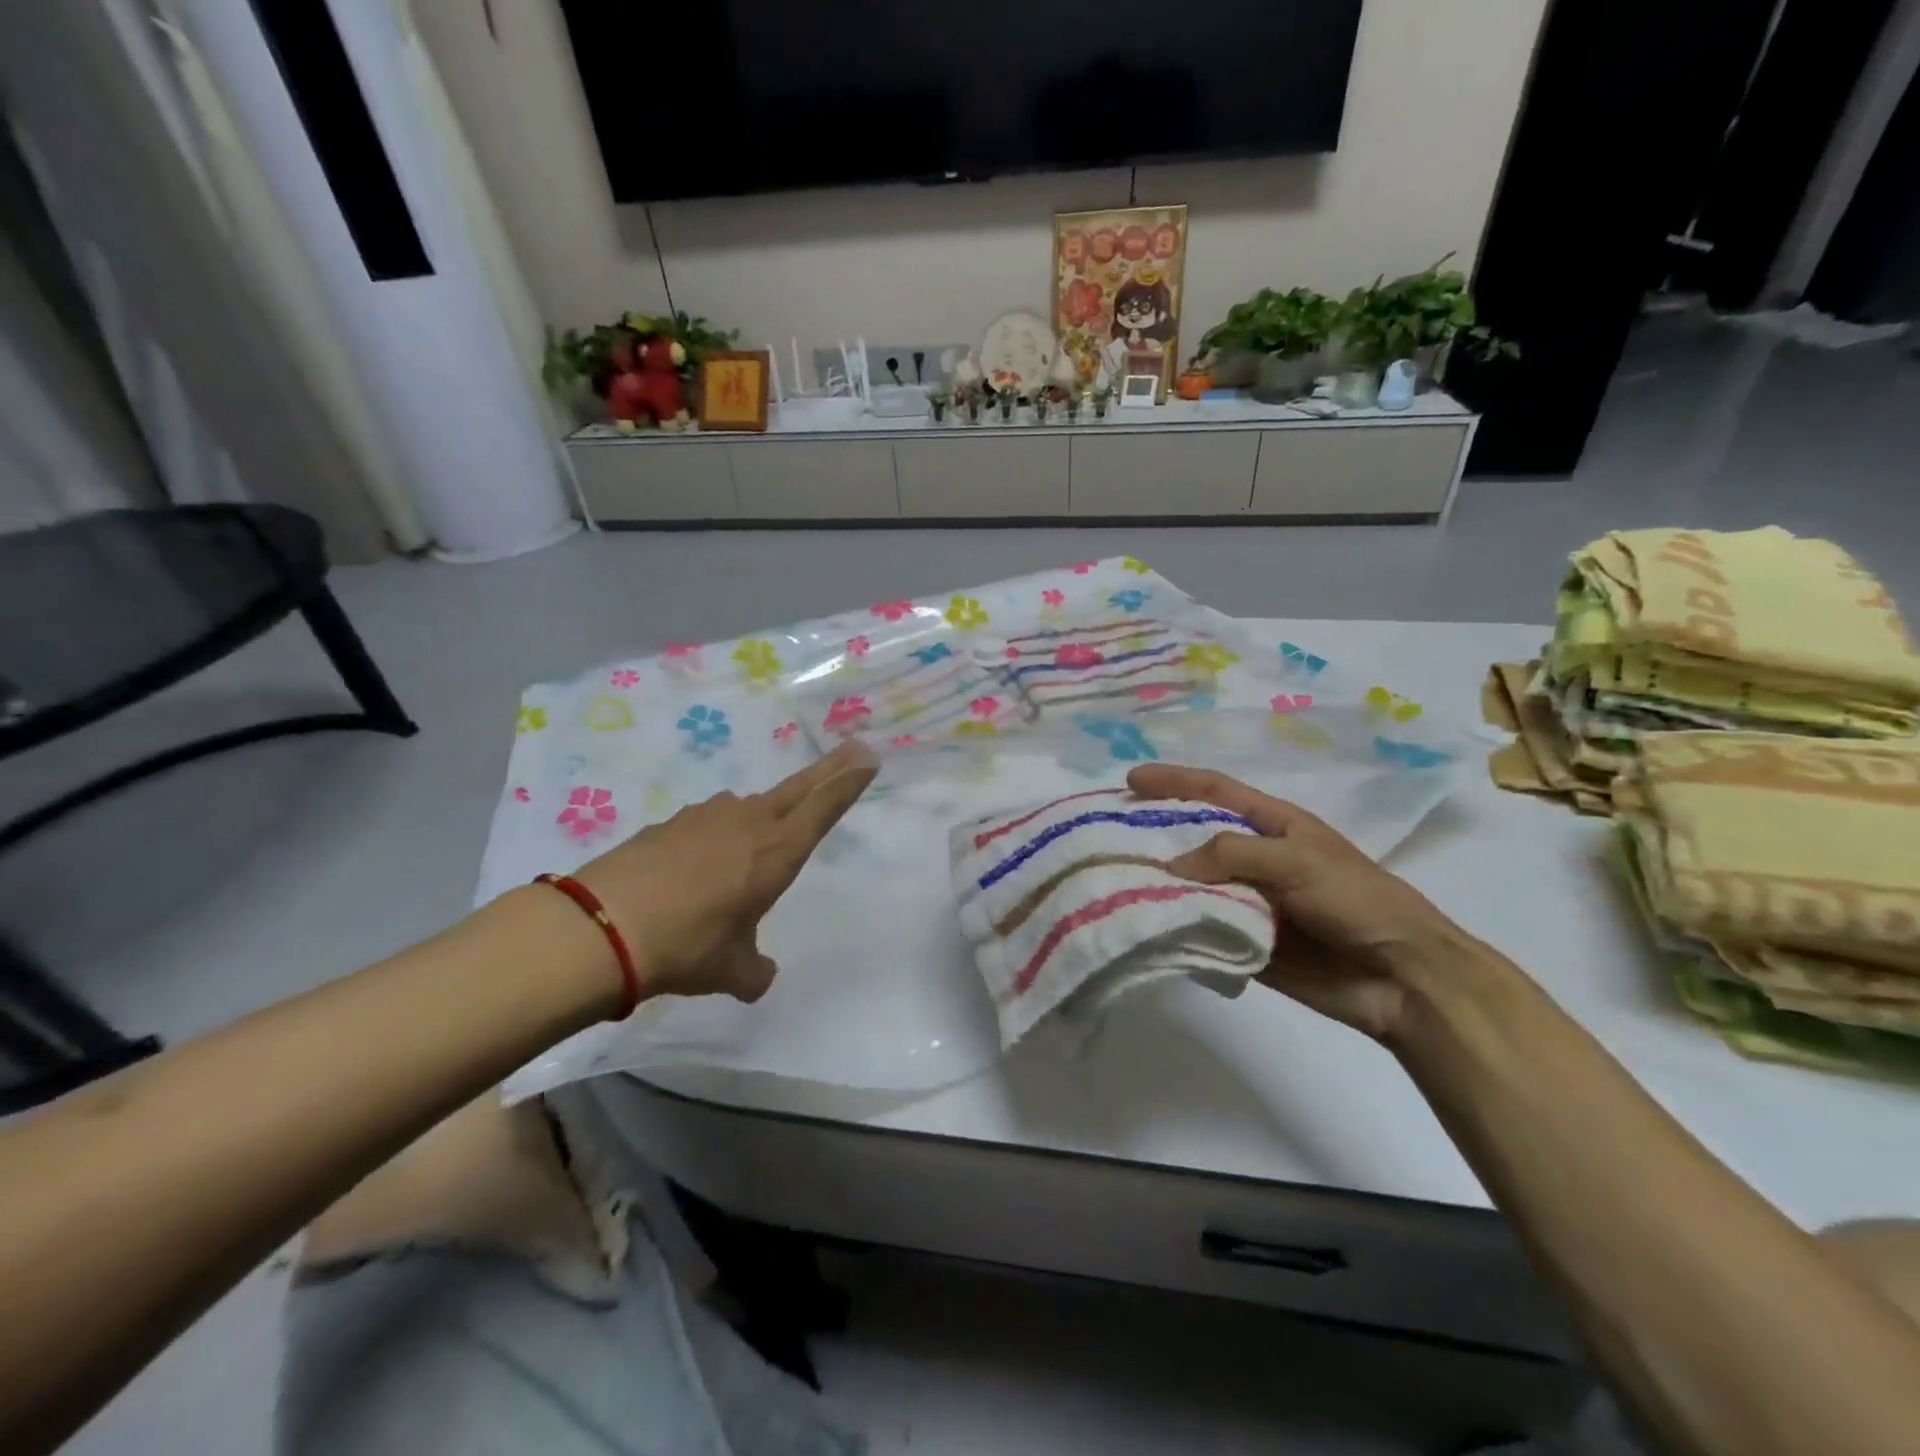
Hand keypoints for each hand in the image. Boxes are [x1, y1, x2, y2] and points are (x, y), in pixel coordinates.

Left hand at [572, 741, 876, 1004]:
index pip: (824, 808)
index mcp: (777, 852)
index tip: (869, 757)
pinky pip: (709, 822)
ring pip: (749, 806)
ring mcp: (706, 817)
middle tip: (854, 748)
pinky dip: (717, 834)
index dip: (849, 782)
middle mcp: (748, 823)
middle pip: (799, 788)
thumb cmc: (687, 946)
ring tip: (757, 841)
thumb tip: (760, 978)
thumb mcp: (731, 970)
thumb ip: (755, 972)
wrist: (601, 927)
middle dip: (830, 769)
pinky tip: (700, 863)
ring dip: (764, 813)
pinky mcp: (670, 822)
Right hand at [1126, 764, 1482, 1041]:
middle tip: (1109, 836)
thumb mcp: (1295, 859)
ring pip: (1192, 886)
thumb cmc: (1354, 899)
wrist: (1398, 976)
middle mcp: (1254, 858)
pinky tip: (1142, 925)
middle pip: (1194, 838)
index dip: (1174, 781)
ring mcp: (1248, 901)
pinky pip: (1201, 928)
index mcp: (1272, 825)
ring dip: (1159, 884)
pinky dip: (1175, 927)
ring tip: (1113, 881)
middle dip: (1154, 833)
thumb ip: (1231, 854)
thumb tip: (1170, 868)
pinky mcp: (1244, 942)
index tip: (1130, 780)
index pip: (1214, 791)